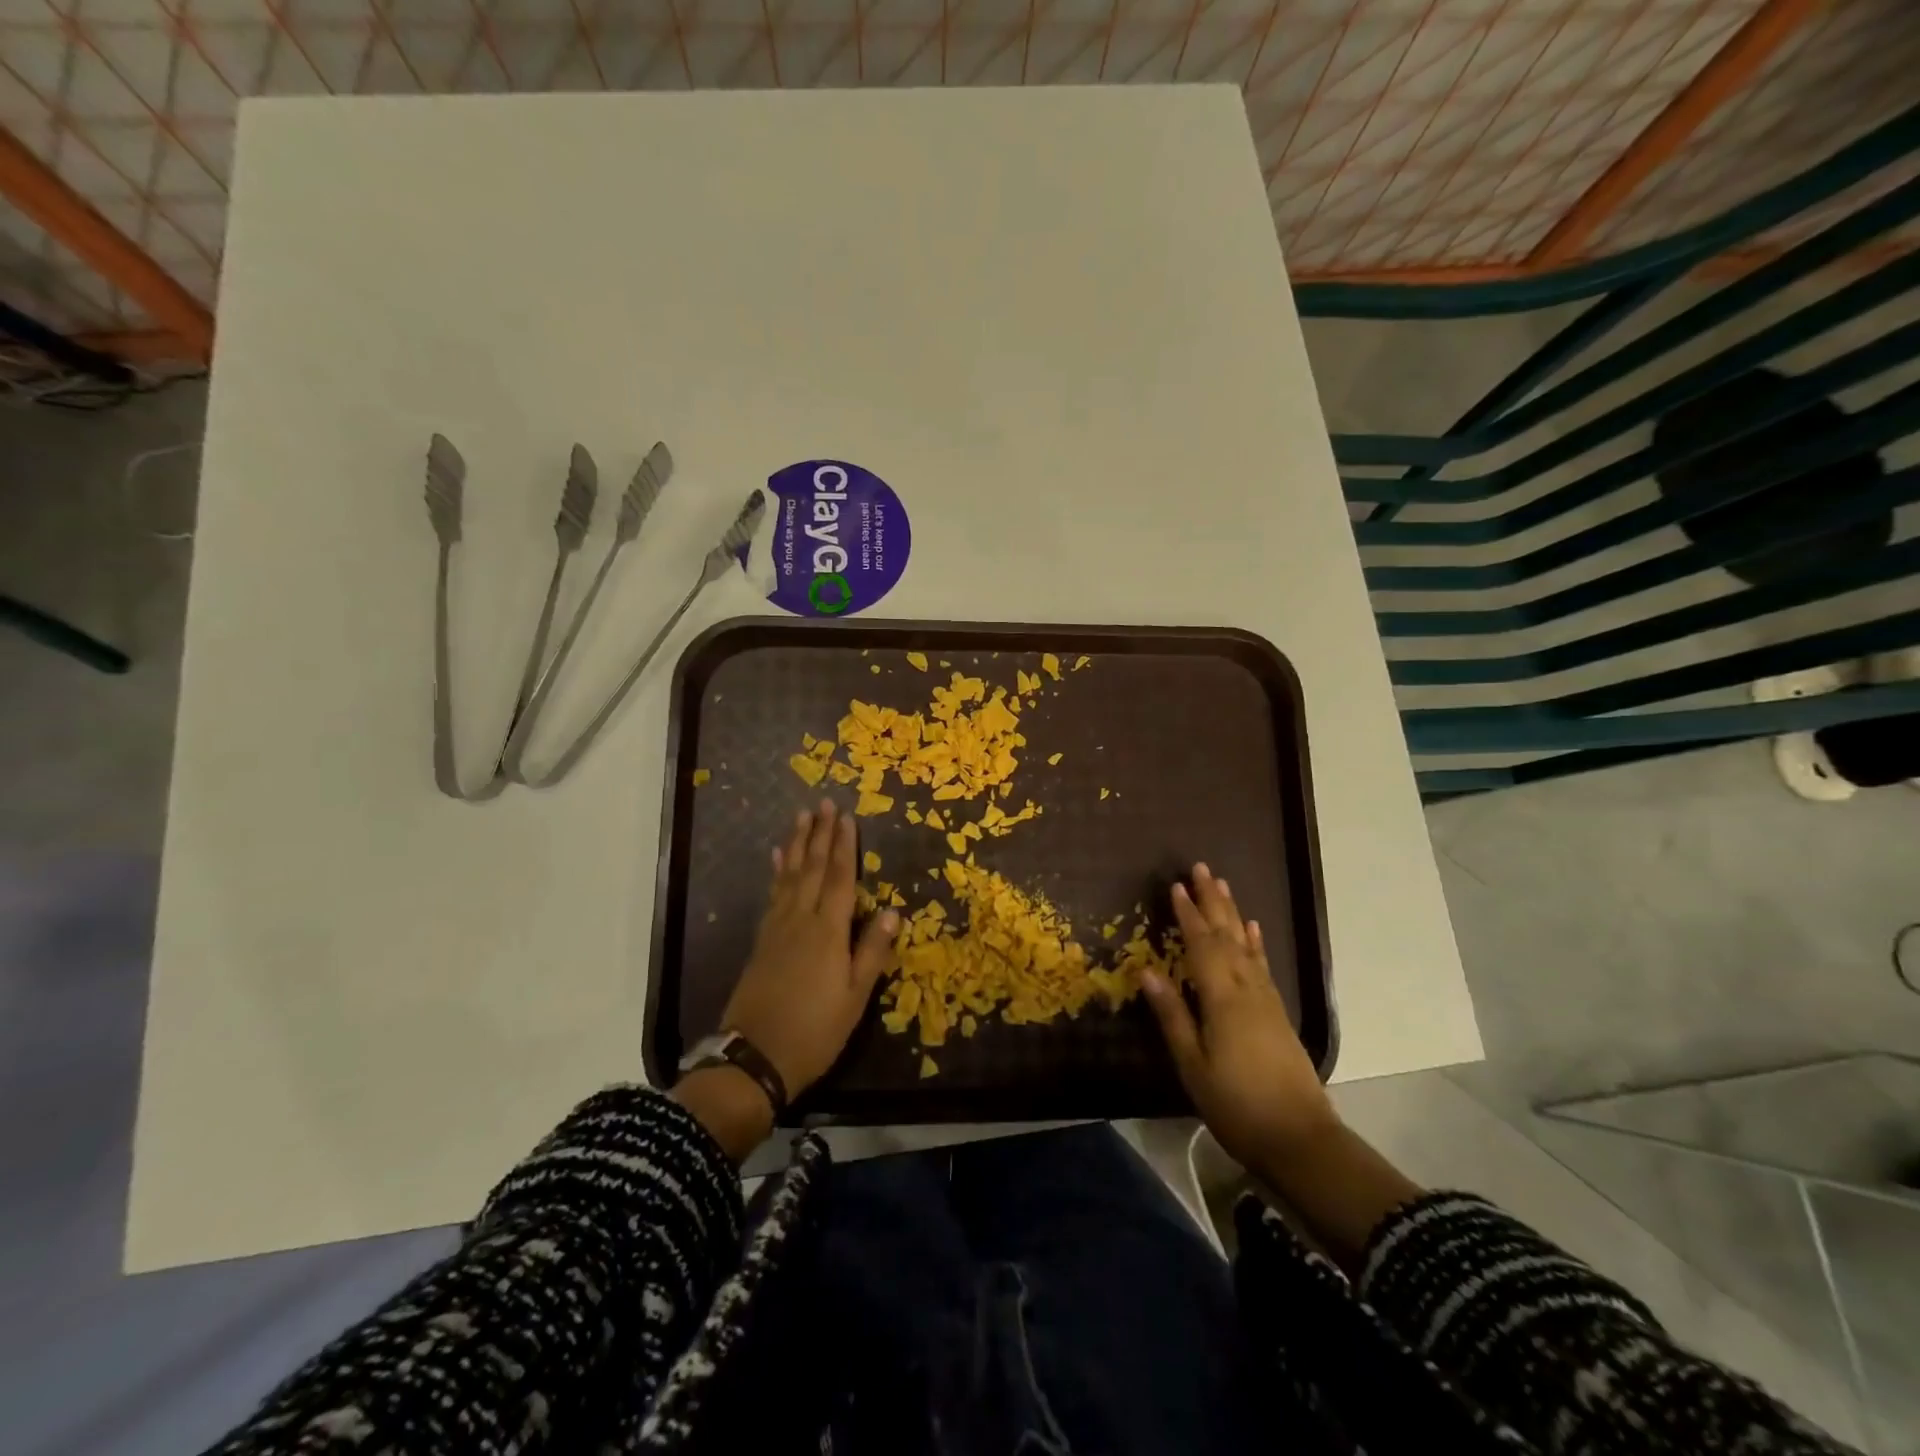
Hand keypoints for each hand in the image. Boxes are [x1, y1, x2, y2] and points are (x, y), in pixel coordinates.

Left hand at [720, 800, 898, 1099]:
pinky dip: (776, 872)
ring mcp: (777, 928)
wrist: (754, 1057)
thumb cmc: (815, 1030)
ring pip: (788, 876)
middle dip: (819, 834)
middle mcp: (800, 920)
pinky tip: (775, 859)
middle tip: (823, 803)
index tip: (846, 816)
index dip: (844, 846)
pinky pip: (772, 894)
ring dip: (796, 844)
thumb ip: (872, 952)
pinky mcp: (761, 941)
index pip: (839, 878)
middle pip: (811, 868)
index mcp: (827, 932)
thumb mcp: (854, 997)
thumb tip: (892, 911)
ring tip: (800, 818)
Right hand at [1141, 863, 1338, 1173]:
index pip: (1201, 945)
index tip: (1175, 886)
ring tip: (1223, 886)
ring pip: (1246, 945)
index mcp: (1222, 998)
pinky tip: (1253, 929)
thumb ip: (1172, 1015)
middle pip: (1227, 935)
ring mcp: (1266, 999)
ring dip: (1233, 913)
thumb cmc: (1237, 1104)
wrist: (1300, 1139)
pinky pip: (1262, 964)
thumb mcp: (1193, 1065)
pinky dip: (1255, 942)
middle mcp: (1247, 989)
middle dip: (1212, 901)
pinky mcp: (1277, 1012)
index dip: (1187, 915)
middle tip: (1201, 868)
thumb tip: (1147, 970)